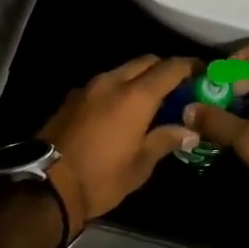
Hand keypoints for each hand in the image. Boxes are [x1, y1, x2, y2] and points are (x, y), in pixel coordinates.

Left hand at [38, 56, 201, 234]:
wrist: (45, 186)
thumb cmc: (101, 178)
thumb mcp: (140, 165)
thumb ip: (165, 140)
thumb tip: (189, 131)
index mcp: (136, 96)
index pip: (170, 67)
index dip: (190, 66)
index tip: (202, 72)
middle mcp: (113, 82)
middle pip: (146, 61)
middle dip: (164, 69)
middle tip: (178, 89)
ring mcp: (89, 87)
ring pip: (122, 70)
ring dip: (139, 78)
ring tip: (150, 101)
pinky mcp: (72, 97)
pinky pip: (104, 83)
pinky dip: (118, 88)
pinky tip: (120, 111)